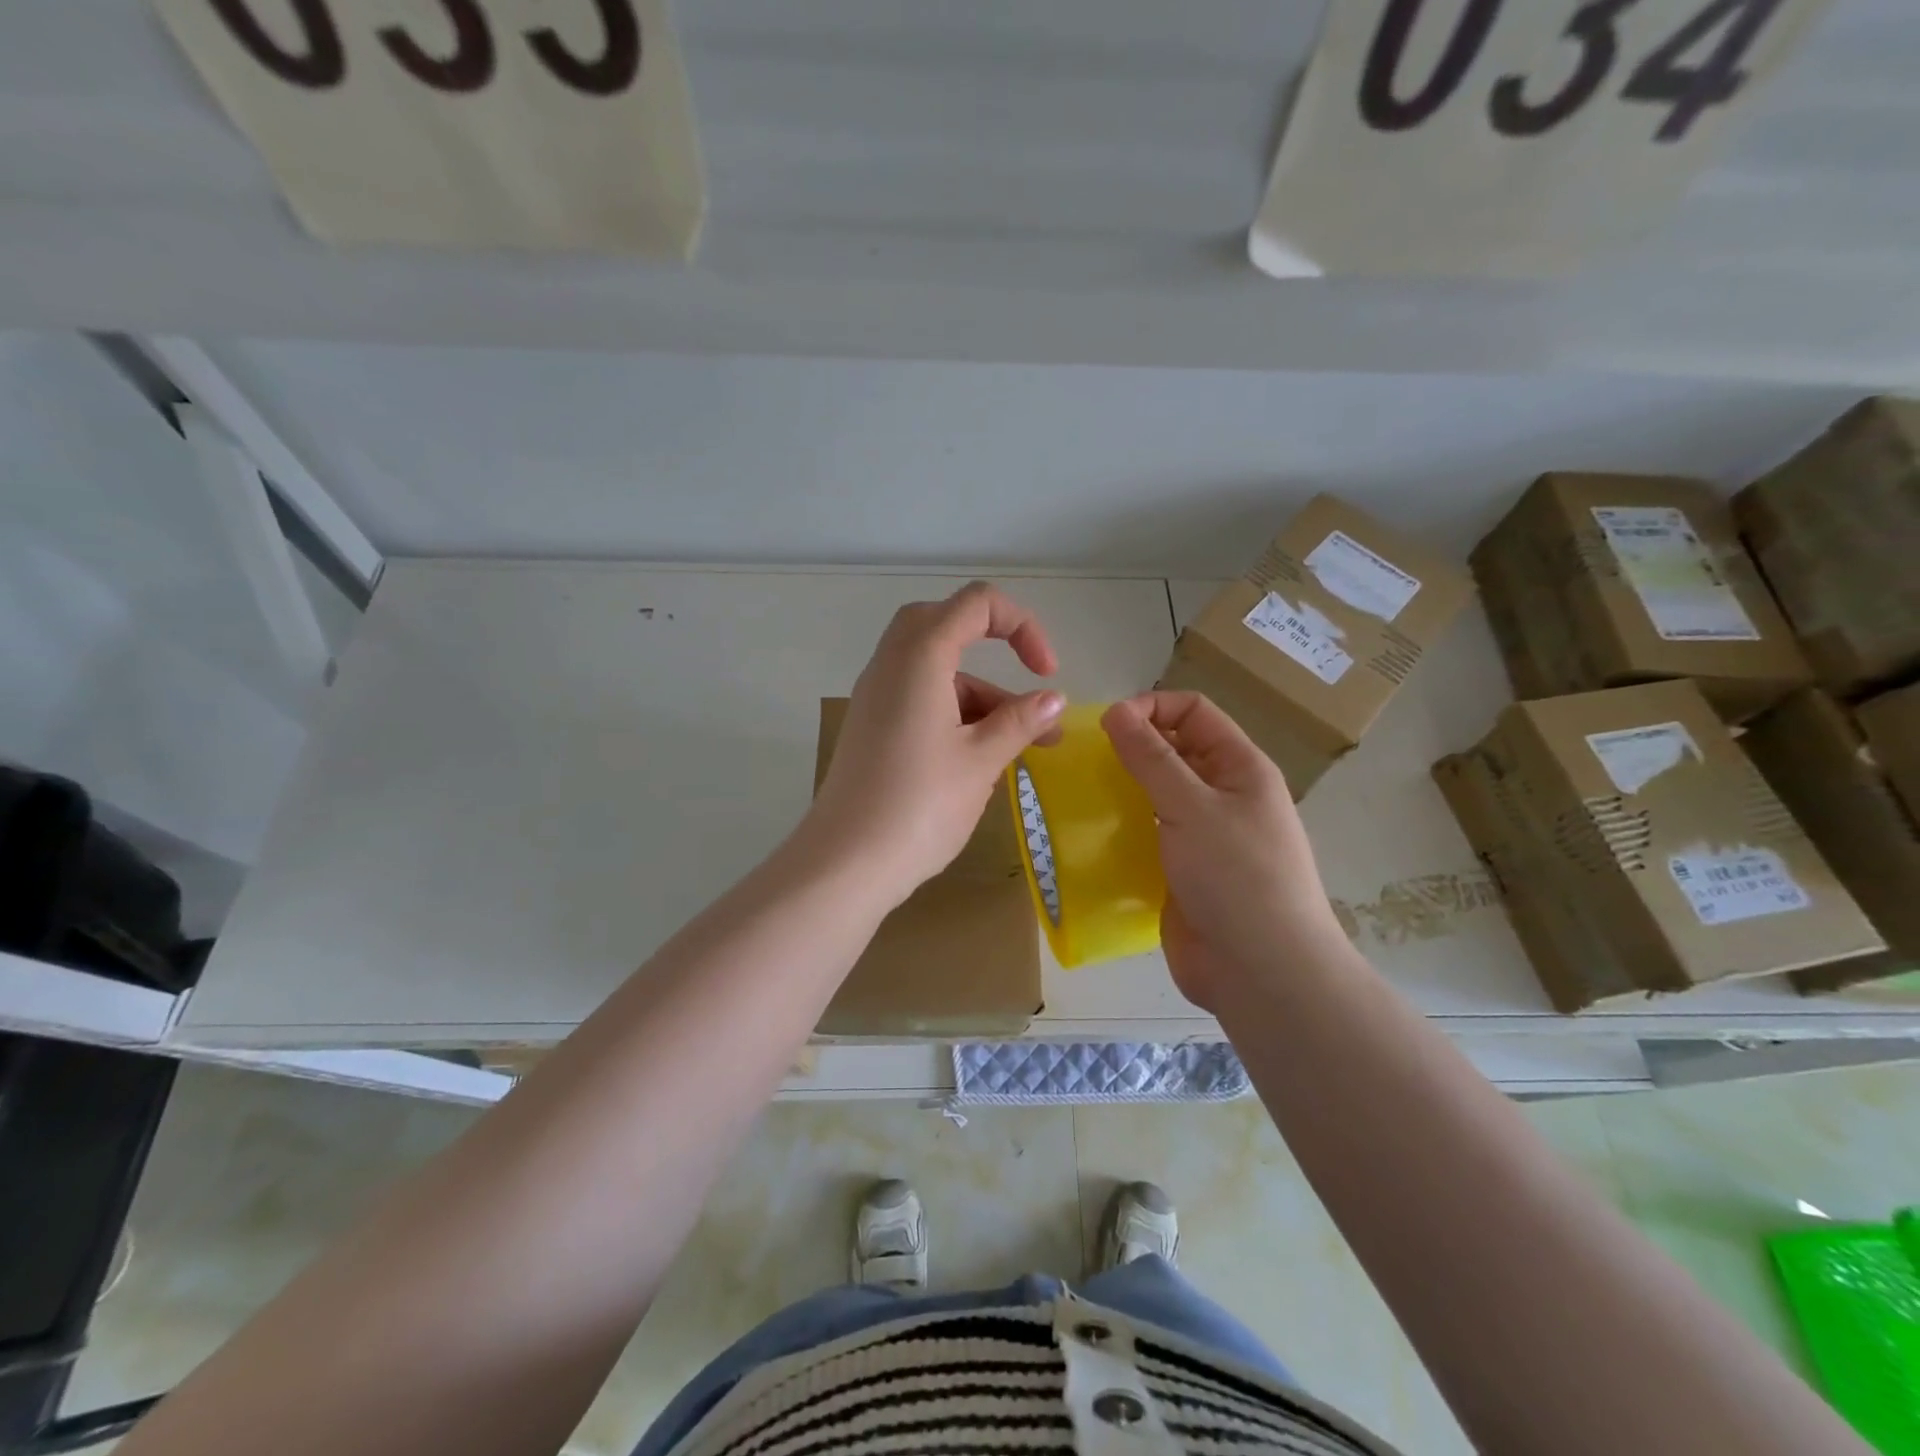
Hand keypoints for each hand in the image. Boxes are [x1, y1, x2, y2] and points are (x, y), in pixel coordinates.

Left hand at [807, 582, 1065, 907]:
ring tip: (1027, 747)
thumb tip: (1054, 700)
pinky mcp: (872, 728)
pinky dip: (956, 715)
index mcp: (920, 657)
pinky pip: (920, 700)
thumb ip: (1020, 722)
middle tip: (1027, 689)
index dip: (1022, 626)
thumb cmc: (919, 805)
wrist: (845, 863)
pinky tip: (984, 760)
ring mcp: (876, 697)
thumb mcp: (981, 761)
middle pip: (946, 626)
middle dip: (995, 650)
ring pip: (937, 671)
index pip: (976, 604)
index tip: (1046, 675)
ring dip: (982, 697)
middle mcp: (891, 665)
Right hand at [1102, 691, 1348, 1011]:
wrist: (1261, 972)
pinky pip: (1147, 836)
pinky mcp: (1181, 871)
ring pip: (1155, 795)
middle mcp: (1222, 795)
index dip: (1152, 708)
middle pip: (1173, 751)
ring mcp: (1202, 836)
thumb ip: (1151, 758)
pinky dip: (1122, 829)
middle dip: (1132, 749)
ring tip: (1082, 794)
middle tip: (1086, 761)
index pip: (1194, 712)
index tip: (1106, 726)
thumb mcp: (1192, 807)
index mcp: (1239, 768)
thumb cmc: (1236, 876)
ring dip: (1122, 790)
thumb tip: (1115, 711)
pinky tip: (1092, 835)